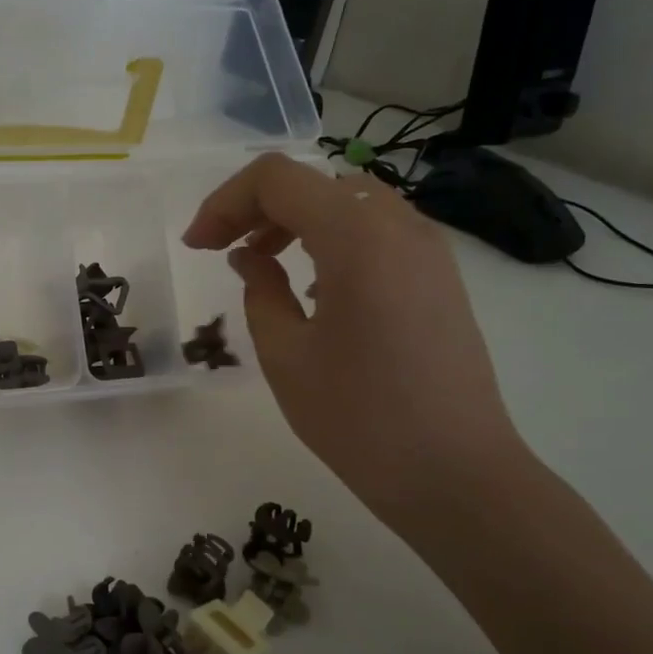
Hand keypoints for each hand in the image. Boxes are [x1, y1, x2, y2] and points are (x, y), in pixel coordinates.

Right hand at [183, 152, 529, 531]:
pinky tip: (315, 290)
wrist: (455, 474)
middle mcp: (399, 226)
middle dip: (257, 208)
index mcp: (356, 236)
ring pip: (349, 202)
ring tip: (264, 266)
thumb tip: (251, 258)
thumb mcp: (285, 354)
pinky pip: (378, 232)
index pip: (277, 179)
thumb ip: (259, 291)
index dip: (224, 203)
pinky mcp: (441, 278)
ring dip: (296, 221)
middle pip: (314, 183)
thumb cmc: (358, 417)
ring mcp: (429, 250)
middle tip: (222, 252)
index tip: (197, 248)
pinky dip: (333, 240)